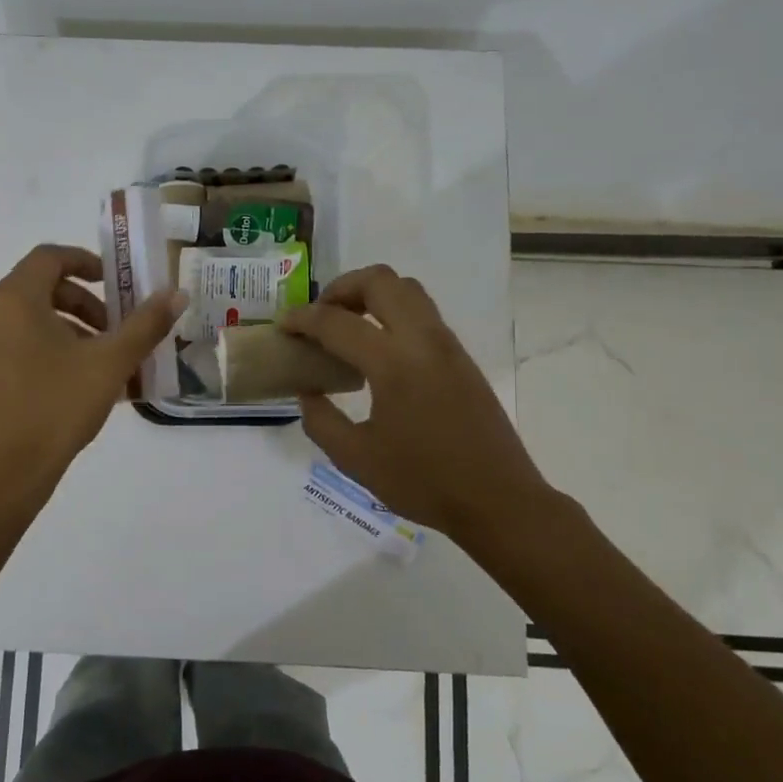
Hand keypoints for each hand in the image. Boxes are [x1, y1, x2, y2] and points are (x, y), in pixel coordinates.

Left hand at [0, 244, 184, 494]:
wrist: (6, 472)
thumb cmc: (57, 407)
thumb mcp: (110, 363)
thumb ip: (145, 324)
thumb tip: (177, 294)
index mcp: (14, 297)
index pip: (51, 256)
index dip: (88, 262)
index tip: (117, 283)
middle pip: (44, 286)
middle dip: (87, 303)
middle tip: (117, 330)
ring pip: (33, 314)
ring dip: (73, 326)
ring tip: (106, 360)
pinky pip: (20, 337)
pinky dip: (52, 344)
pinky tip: (82, 378)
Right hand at [280, 265, 550, 542]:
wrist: (499, 500)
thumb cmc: (424, 483)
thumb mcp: (356, 460)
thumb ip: (321, 420)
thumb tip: (308, 392)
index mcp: (393, 365)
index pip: (338, 323)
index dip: (303, 319)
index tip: (284, 325)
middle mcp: (423, 341)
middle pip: (380, 281)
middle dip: (342, 288)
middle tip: (320, 315)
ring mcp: (447, 345)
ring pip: (407, 289)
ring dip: (371, 294)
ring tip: (347, 325)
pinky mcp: (461, 357)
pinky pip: (423, 312)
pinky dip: (393, 312)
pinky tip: (378, 349)